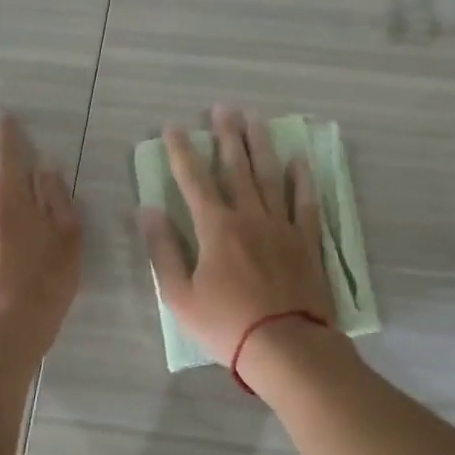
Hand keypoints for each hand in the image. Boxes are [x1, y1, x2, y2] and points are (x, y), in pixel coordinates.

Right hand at [139, 106, 333, 365]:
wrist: (286, 347)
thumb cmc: (226, 325)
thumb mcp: (180, 295)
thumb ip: (163, 250)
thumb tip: (147, 210)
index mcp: (216, 228)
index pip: (193, 180)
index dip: (181, 152)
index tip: (174, 127)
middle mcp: (249, 217)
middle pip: (235, 167)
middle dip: (226, 136)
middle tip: (223, 108)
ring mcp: (281, 226)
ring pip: (270, 176)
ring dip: (260, 145)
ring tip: (256, 119)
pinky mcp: (306, 241)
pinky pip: (305, 203)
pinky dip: (302, 180)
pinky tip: (299, 161)